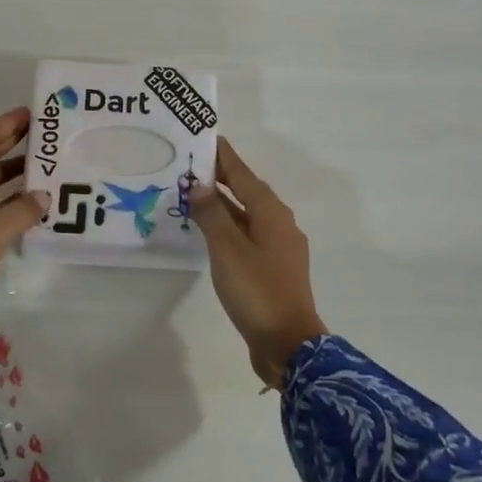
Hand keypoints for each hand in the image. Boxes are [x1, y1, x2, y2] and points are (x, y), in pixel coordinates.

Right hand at [190, 138, 326, 388]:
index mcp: (271, 213)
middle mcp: (280, 223)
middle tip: (192, 165)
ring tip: (196, 194)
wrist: (289, 343)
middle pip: (247, 191)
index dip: (224, 157)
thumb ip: (212, 215)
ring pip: (248, 215)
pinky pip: (249, 234)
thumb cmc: (257, 291)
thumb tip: (200, 185)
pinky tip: (213, 232)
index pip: (242, 174)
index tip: (207, 138)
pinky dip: (230, 226)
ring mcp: (280, 247)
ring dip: (224, 203)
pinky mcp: (275, 268)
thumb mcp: (227, 250)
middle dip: (222, 178)